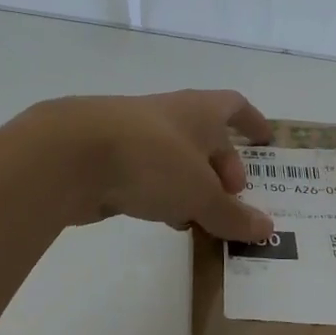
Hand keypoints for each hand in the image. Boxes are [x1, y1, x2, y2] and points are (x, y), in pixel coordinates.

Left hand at [31, 90, 274, 241]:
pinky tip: (165, 219)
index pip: (234, 107)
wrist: (69, 154)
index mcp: (199, 111)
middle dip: (222, 166)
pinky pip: (149, 175)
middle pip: (206, 137)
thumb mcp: (200, 192)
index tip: (265, 140)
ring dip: (192, 185)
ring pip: (176, 159)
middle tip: (233, 198)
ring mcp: (136, 136)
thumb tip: (266, 228)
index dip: (252, 122)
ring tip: (203, 218)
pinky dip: (164, 194)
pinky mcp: (109, 159)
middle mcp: (170, 116)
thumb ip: (231, 214)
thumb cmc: (151, 159)